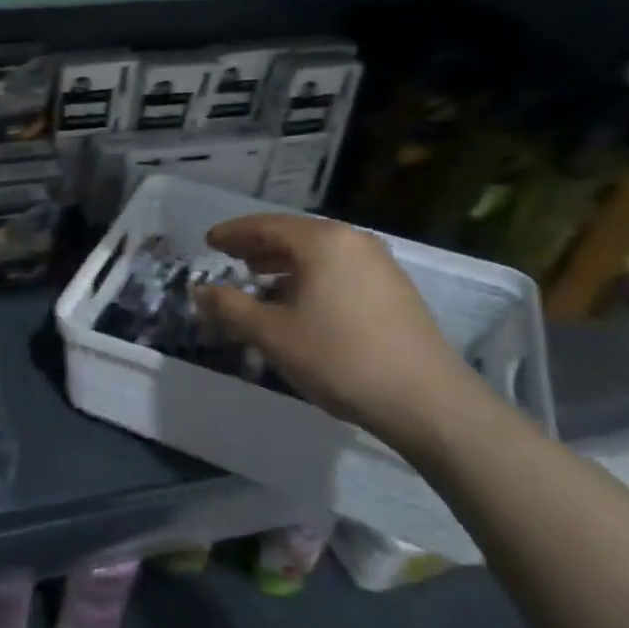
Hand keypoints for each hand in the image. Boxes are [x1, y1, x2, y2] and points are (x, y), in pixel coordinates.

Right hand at [194, 214, 488, 454]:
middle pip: (293, 235)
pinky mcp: (394, 290)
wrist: (428, 402)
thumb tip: (200, 291)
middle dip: (257, 247)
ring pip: (318, 254)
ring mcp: (379, 264)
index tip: (209, 241)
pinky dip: (310, 277)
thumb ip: (230, 307)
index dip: (233, 233)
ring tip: (258, 281)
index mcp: (322, 241)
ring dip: (283, 264)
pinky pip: (339, 270)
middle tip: (229, 259)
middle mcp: (353, 241)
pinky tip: (299, 303)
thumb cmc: (340, 359)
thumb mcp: (272, 334)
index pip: (265, 225)